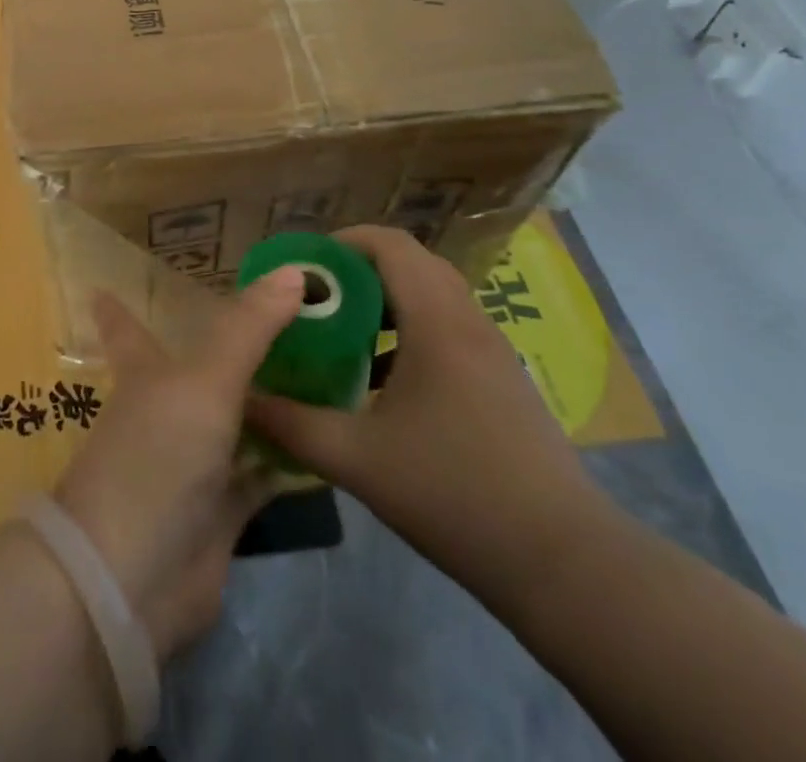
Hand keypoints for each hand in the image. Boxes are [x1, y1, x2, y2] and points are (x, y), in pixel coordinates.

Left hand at [53, 270, 303, 659]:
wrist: (134, 578)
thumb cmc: (157, 456)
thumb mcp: (205, 381)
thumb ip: (249, 328)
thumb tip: (294, 271)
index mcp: (146, 373)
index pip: (126, 328)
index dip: (116, 308)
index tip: (102, 285)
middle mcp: (168, 410)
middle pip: (200, 369)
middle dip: (231, 347)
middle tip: (281, 316)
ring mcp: (194, 462)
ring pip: (236, 419)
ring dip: (269, 399)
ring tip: (319, 365)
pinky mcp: (222, 510)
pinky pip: (262, 473)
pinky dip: (288, 459)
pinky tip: (325, 439)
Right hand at [245, 226, 613, 609]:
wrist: (563, 562)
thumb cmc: (453, 492)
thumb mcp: (356, 458)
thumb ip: (291, 424)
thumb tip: (242, 399)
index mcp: (436, 319)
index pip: (388, 243)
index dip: (342, 243)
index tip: (304, 269)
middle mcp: (468, 319)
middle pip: (410, 263)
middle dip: (358, 271)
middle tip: (317, 300)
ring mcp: (492, 349)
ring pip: (432, 296)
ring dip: (385, 302)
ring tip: (342, 335)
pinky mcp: (503, 380)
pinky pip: (449, 328)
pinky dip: (410, 332)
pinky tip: (383, 381)